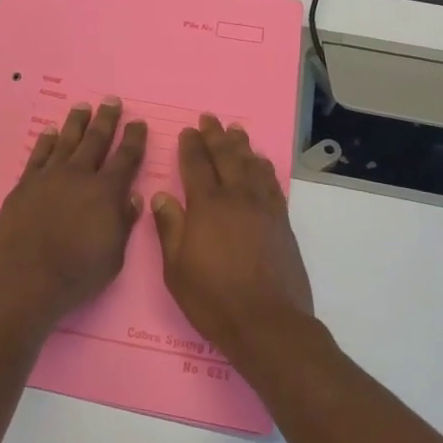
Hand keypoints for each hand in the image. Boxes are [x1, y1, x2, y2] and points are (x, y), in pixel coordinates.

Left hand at [0, 99, 147, 327]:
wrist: (24, 280)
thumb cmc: (76, 275)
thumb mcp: (113, 257)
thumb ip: (123, 223)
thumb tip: (132, 197)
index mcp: (106, 193)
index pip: (126, 158)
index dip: (134, 139)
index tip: (138, 123)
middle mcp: (78, 176)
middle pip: (95, 140)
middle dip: (106, 120)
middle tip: (112, 101)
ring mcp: (48, 177)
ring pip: (66, 141)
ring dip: (76, 122)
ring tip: (83, 106)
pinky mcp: (24, 185)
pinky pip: (38, 155)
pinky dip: (46, 141)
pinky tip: (51, 132)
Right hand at [152, 116, 313, 351]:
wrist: (267, 323)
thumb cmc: (212, 298)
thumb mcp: (176, 268)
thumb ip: (169, 228)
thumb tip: (161, 196)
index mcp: (206, 206)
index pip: (195, 165)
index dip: (190, 146)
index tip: (187, 131)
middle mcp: (236, 198)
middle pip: (226, 156)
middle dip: (215, 136)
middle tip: (209, 119)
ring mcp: (263, 208)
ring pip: (251, 165)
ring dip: (241, 145)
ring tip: (234, 131)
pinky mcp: (281, 221)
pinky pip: (271, 183)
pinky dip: (263, 167)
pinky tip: (260, 163)